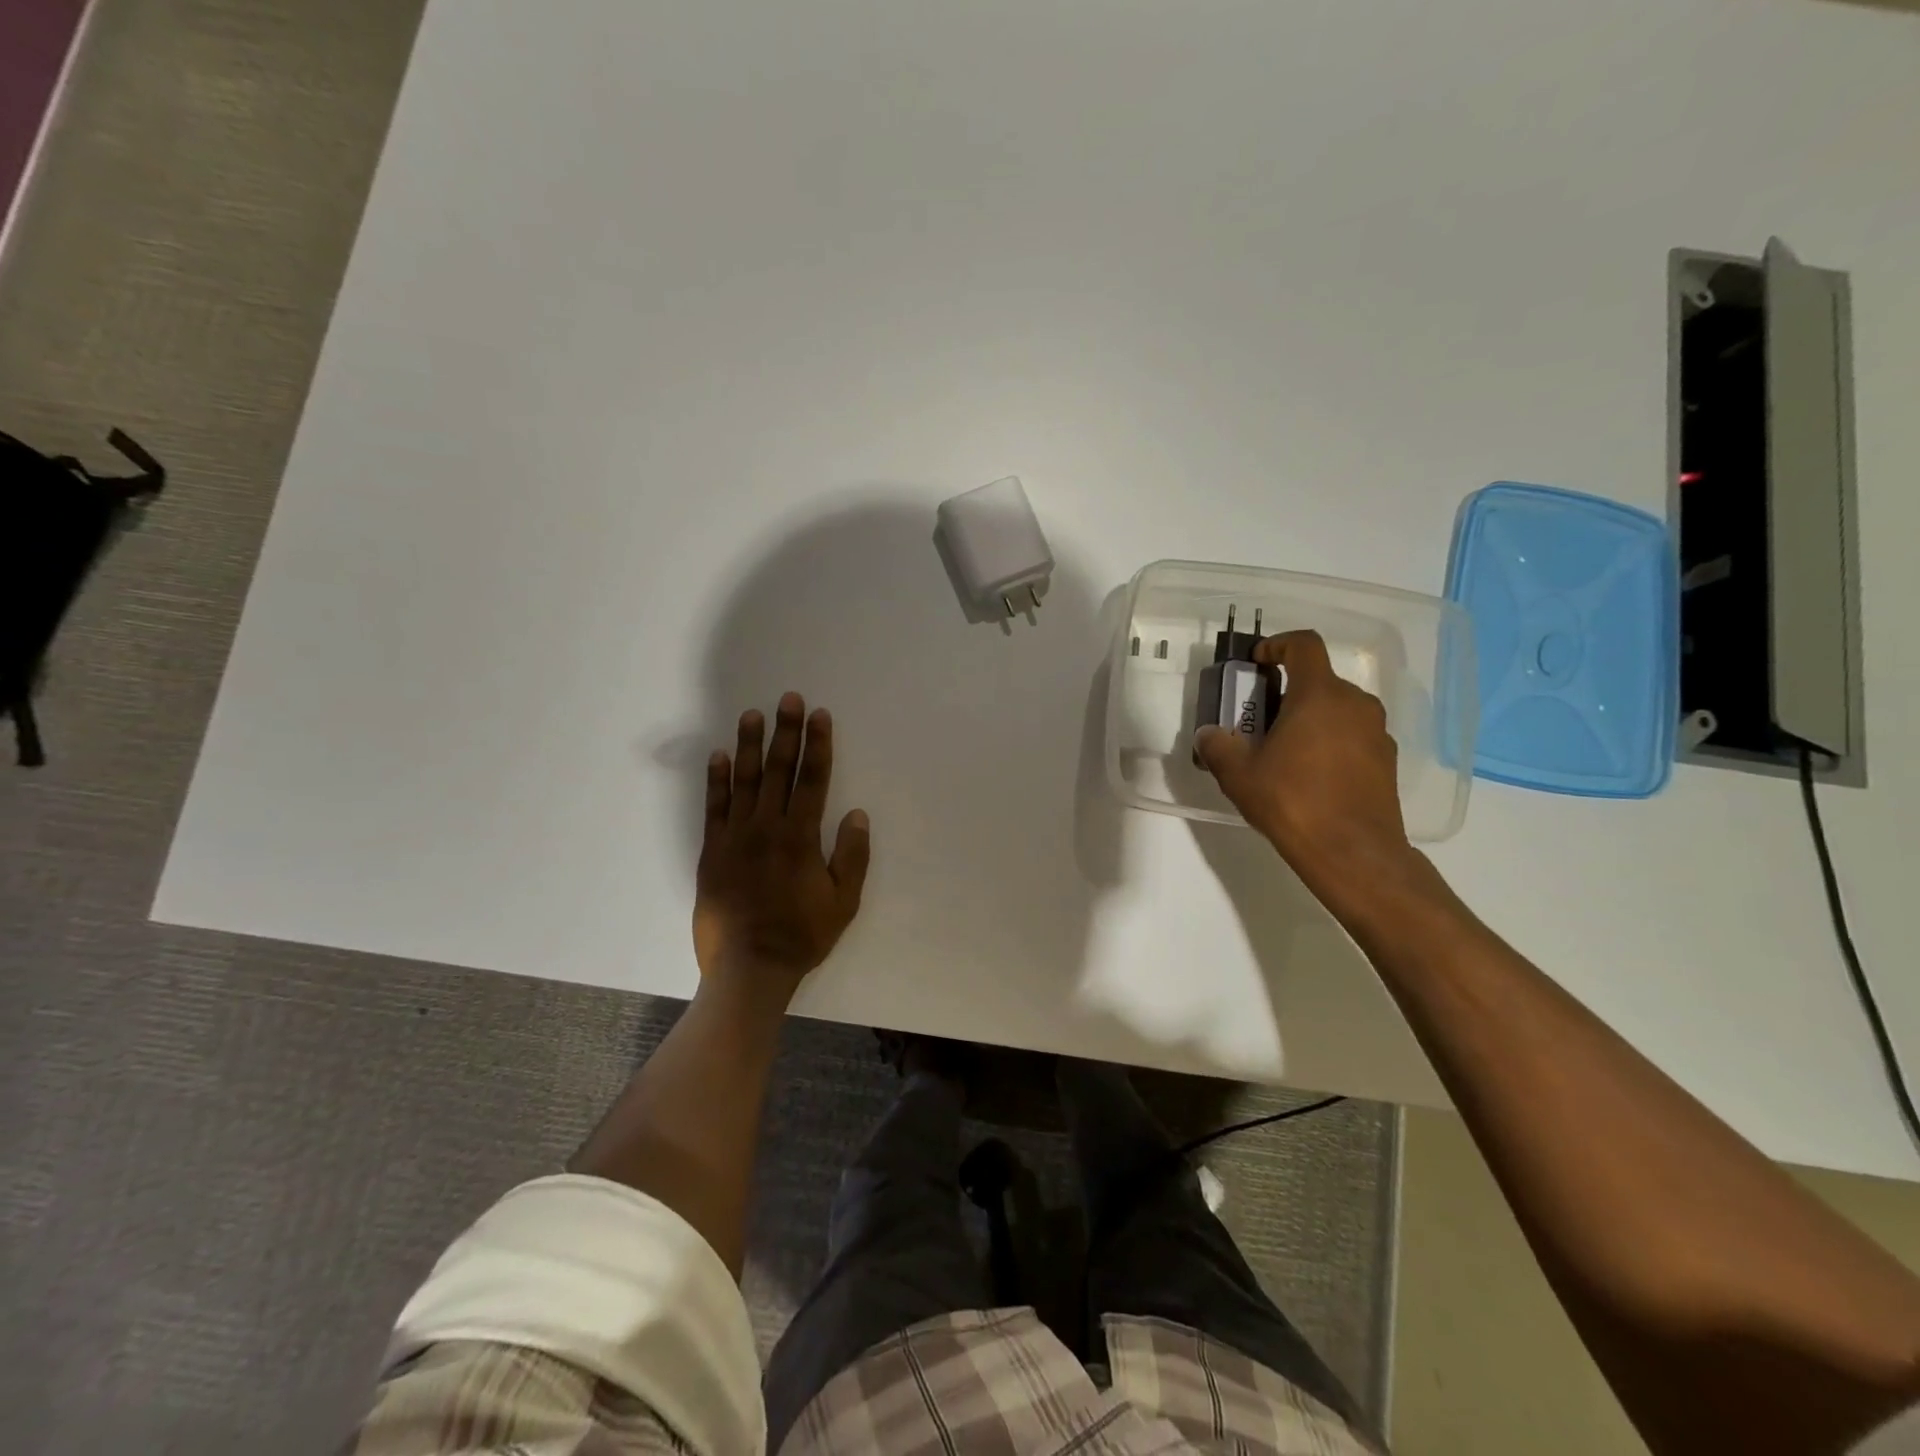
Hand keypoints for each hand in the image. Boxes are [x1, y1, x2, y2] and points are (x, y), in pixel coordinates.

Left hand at [693, 693, 870, 996]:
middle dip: (786, 732)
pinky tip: (719, 756)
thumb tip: (856, 814)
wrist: (748, 967)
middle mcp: (767, 827)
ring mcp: (735, 837)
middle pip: (779, 770)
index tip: (819, 715)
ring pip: (744, 781)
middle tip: (789, 698)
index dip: (818, 745)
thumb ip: (852, 856)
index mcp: (801, 837)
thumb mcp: (843, 902)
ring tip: (753, 714)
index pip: (813, 779)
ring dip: (750, 745)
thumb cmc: (802, 935)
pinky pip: (714, 807)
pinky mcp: (712, 851)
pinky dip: (717, 780)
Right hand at [1195, 630, 1415, 895]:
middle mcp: (1355, 704)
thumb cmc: (1292, 801)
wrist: (1353, 852)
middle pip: (1319, 680)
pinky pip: (1353, 736)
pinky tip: (1311, 776)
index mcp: (1319, 695)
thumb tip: (1209, 734)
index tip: (1258, 662)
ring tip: (1283, 751)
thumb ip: (1218, 746)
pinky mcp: (1386, 761)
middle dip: (1288, 692)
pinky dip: (1330, 742)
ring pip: (1337, 710)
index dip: (1278, 644)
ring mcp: (1377, 732)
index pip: (1304, 644)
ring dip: (1310, 718)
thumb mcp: (1238, 774)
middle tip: (1260, 720)